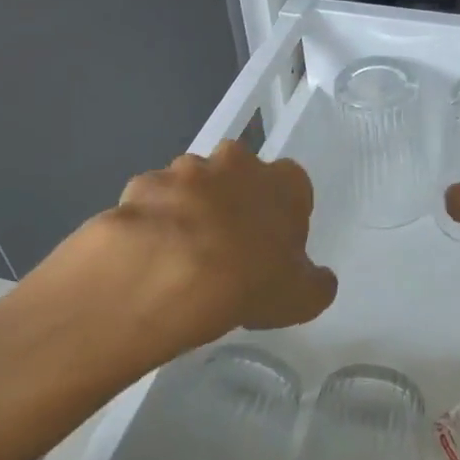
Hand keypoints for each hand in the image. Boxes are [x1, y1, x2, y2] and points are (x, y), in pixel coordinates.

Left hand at [35, 141, 337, 365]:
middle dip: (233, 201)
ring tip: (181, 258)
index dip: (283, 214)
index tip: (273, 245)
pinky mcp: (141, 185)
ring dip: (189, 210)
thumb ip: (316, 283)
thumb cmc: (251, 281)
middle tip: (227, 247)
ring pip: (191, 186)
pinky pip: (150, 203)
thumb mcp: (302, 297)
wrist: (170, 277)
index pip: (293, 185)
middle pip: (238, 175)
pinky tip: (148, 257)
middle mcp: (235, 162)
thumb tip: (318, 279)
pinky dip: (150, 223)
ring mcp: (184, 170)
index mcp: (282, 181)